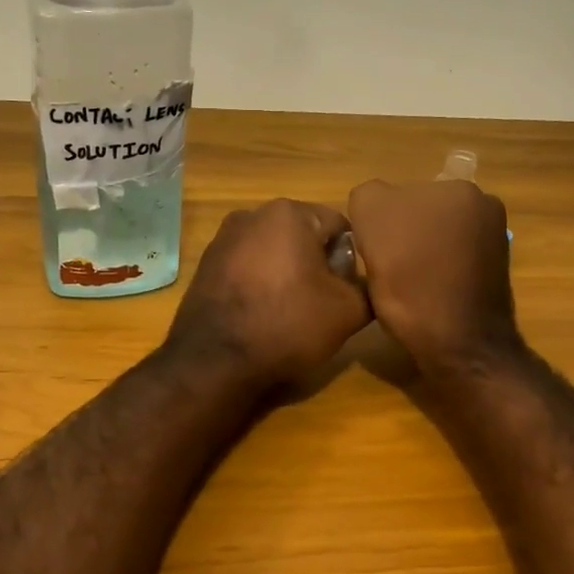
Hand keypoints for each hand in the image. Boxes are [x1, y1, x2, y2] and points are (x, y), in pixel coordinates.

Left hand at [164, 200, 371, 388]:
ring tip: (291, 312)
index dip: (351, 259)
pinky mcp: (205, 265)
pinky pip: (246, 267)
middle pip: (303, 235)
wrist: (214, 360)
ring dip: (287, 273)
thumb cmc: (287, 325)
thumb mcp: (348, 311)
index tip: (347, 290)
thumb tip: (366, 282)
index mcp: (289, 213)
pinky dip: (259, 284)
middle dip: (317, 264)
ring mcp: (222, 239)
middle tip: (322, 303)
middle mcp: (252, 214)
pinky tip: (262, 314)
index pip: (339, 226)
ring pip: (273, 251)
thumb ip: (368, 287)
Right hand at [346, 178, 519, 371]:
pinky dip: (435, 272)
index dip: (375, 224)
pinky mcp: (493, 270)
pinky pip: (448, 261)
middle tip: (387, 269)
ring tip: (406, 286)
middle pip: (414, 214)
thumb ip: (368, 196)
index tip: (373, 253)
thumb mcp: (372, 222)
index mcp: (457, 187)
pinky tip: (426, 294)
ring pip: (431, 238)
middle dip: (400, 235)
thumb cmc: (412, 283)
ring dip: (417, 254)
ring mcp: (492, 238)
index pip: (391, 194)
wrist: (460, 344)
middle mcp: (482, 204)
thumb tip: (376, 207)